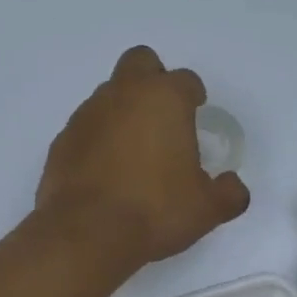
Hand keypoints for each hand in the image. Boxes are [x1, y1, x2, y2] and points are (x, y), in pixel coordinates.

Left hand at [36, 46, 249, 271]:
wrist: (87, 234)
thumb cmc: (155, 210)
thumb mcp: (207, 208)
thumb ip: (228, 192)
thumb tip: (233, 187)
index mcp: (164, 99)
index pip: (185, 80)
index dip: (193, 95)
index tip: (196, 112)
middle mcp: (123, 94)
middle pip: (140, 62)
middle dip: (153, 79)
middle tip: (163, 115)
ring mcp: (87, 115)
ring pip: (109, 94)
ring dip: (123, 110)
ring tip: (134, 151)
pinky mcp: (62, 140)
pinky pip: (86, 127)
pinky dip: (98, 138)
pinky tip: (106, 171)